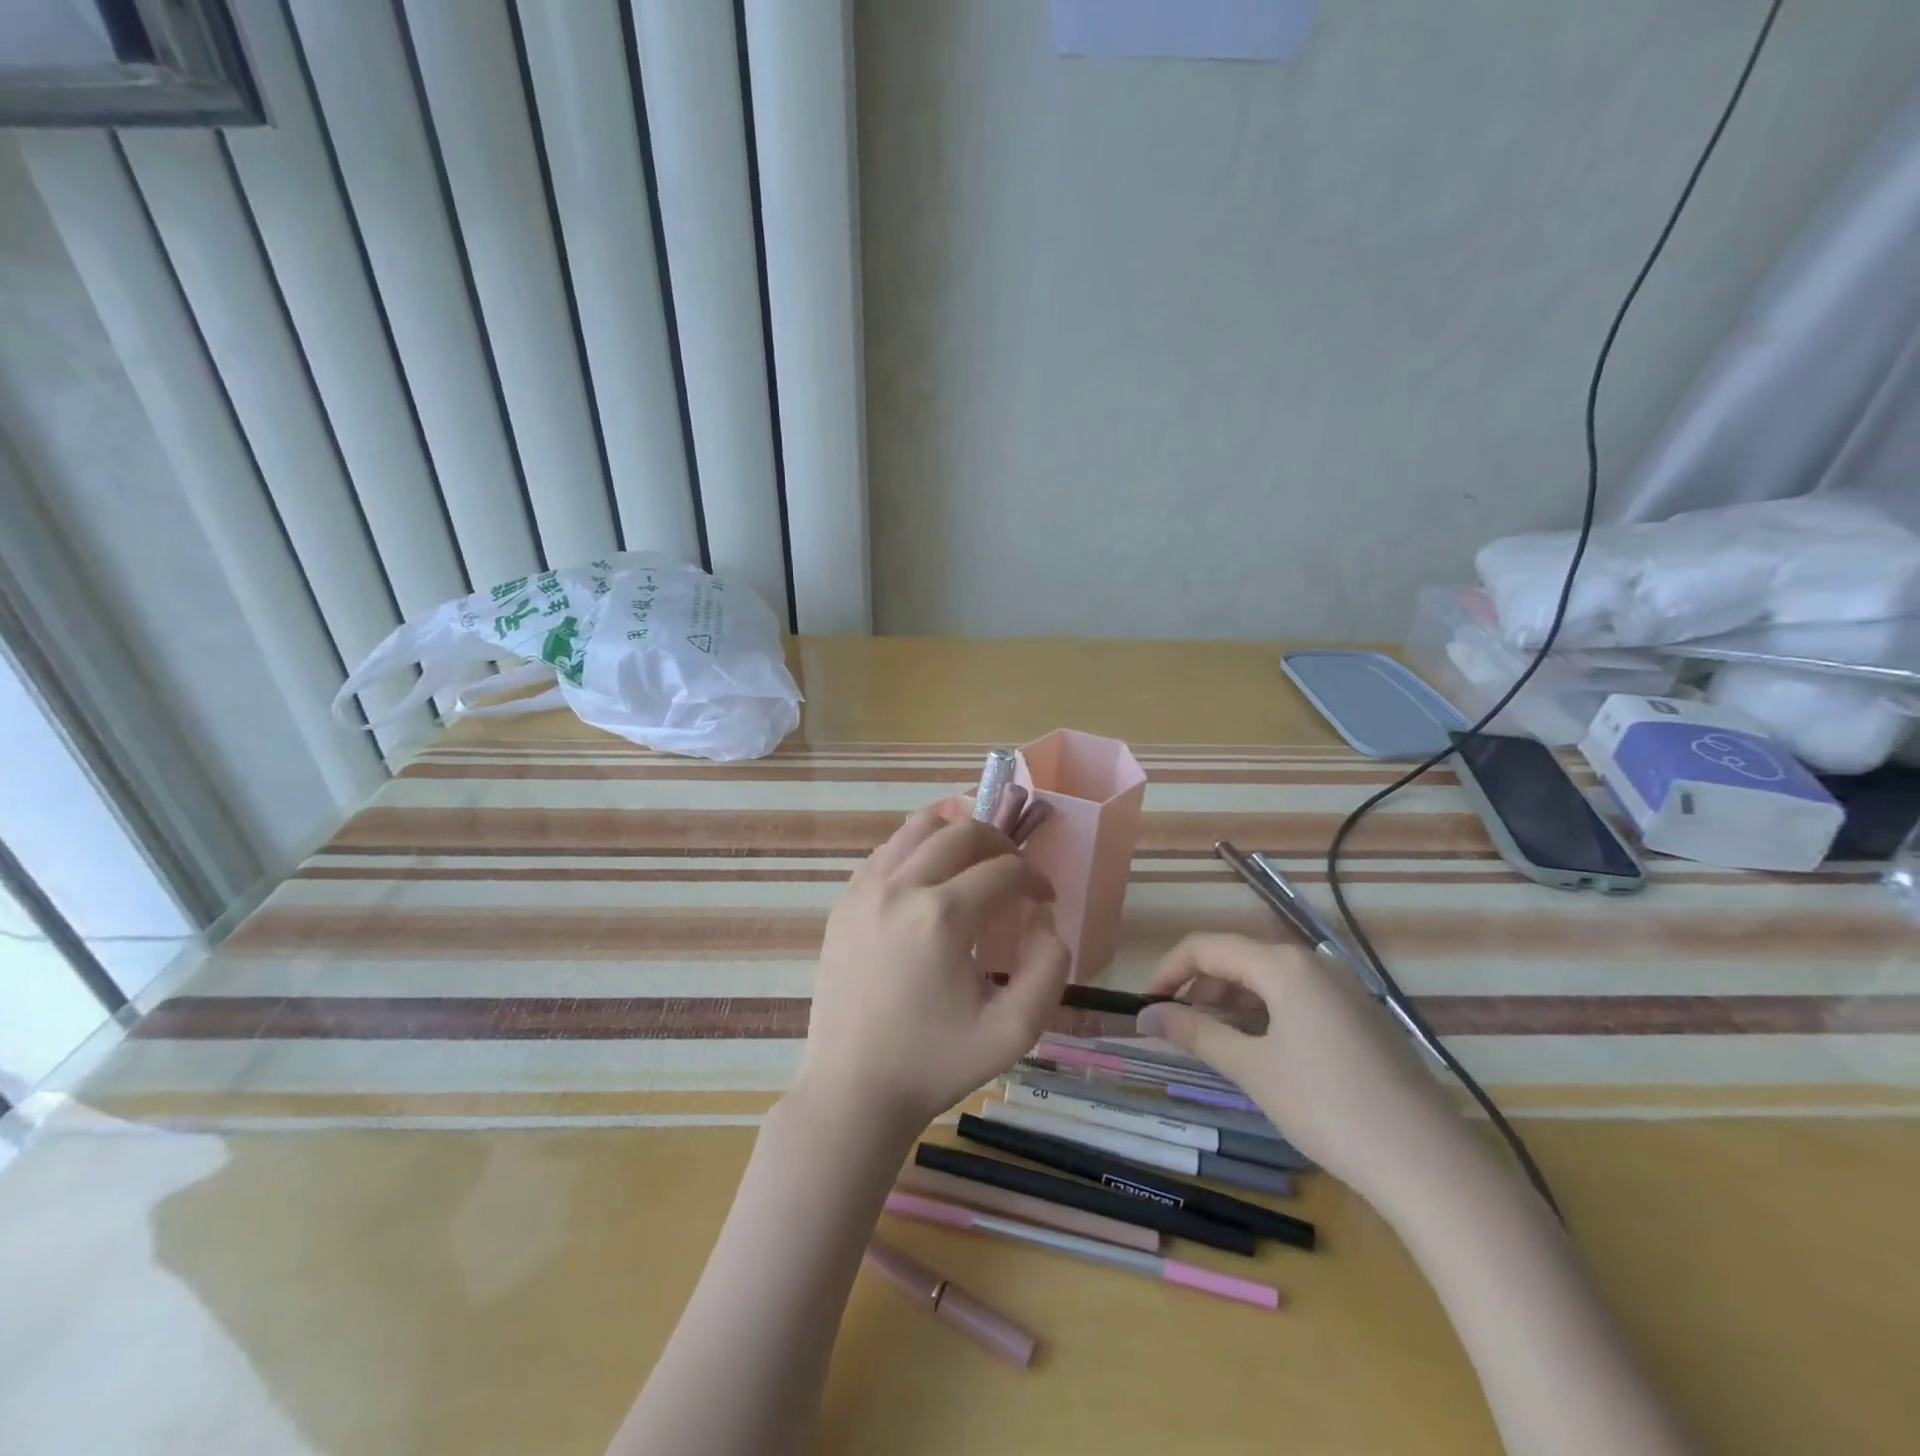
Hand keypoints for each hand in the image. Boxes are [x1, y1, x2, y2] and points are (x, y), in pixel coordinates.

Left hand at [797, 808, 1071, 1133]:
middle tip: (1016, 875)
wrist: (853, 1090)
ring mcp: (865, 890)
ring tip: (976, 862)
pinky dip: (918, 848)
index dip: (1035, 878)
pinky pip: (888, 850)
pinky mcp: (844, 901)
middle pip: (963, 832)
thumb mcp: (1015, 1031)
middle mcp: (900, 888)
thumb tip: (1042, 916)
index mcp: (942, 917)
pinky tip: (932, 878)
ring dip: (957, 834)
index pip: (1004, 870)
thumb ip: (1049, 967)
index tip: (1045, 900)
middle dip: (1001, 844)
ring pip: (919, 826)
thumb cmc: (936, 1064)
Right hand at [1137, 934, 1483, 1208]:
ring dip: (1230, 1001)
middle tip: (1175, 1028)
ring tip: (1212, 1042)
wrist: (1430, 1164)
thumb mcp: (1252, 1069)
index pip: (1206, 947)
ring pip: (1267, 978)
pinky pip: (1296, 997)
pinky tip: (1260, 1050)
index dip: (1168, 970)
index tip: (1146, 1005)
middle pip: (1237, 957)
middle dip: (1198, 987)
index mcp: (1282, 964)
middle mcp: (1313, 962)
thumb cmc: (1328, 1108)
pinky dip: (1264, 1013)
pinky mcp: (1360, 1016)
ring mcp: (1343, 988)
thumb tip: (1146, 1016)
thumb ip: (1195, 1033)